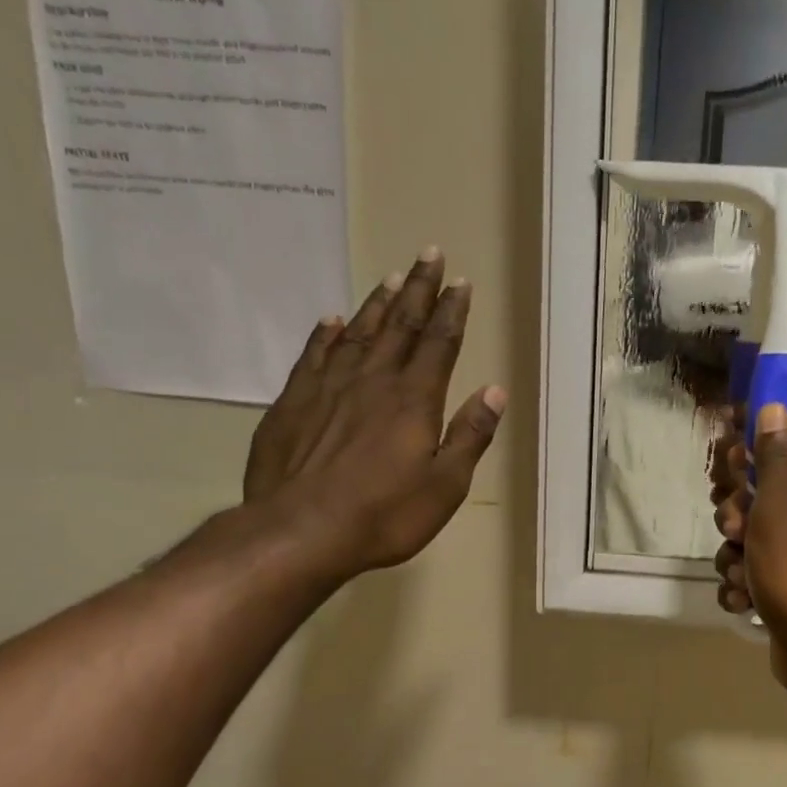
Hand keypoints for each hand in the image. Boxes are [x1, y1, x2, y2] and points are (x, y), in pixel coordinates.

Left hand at [243, 248, 505, 584]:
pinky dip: (326, 334)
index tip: (460, 282)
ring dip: (378, 304)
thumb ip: (469, 436)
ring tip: (391, 277)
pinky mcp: (293, 403)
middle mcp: (373, 382)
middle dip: (417, 290)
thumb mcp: (445, 486)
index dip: (452, 312)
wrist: (300, 531)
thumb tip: (494, 391)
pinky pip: (314, 355)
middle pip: (400, 326)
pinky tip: (332, 320)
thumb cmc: (384, 515)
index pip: (439, 344)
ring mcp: (328, 388)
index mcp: (414, 401)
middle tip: (428, 255)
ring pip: (358, 333)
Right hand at [711, 402, 786, 697]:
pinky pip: (754, 572)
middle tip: (734, 525)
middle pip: (765, 490)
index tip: (727, 457)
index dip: (756, 444)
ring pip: (752, 535)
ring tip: (740, 572)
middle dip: (736, 509)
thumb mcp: (779, 504)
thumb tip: (777, 406)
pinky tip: (744, 598)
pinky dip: (743, 584)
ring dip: (734, 553)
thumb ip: (773, 456)